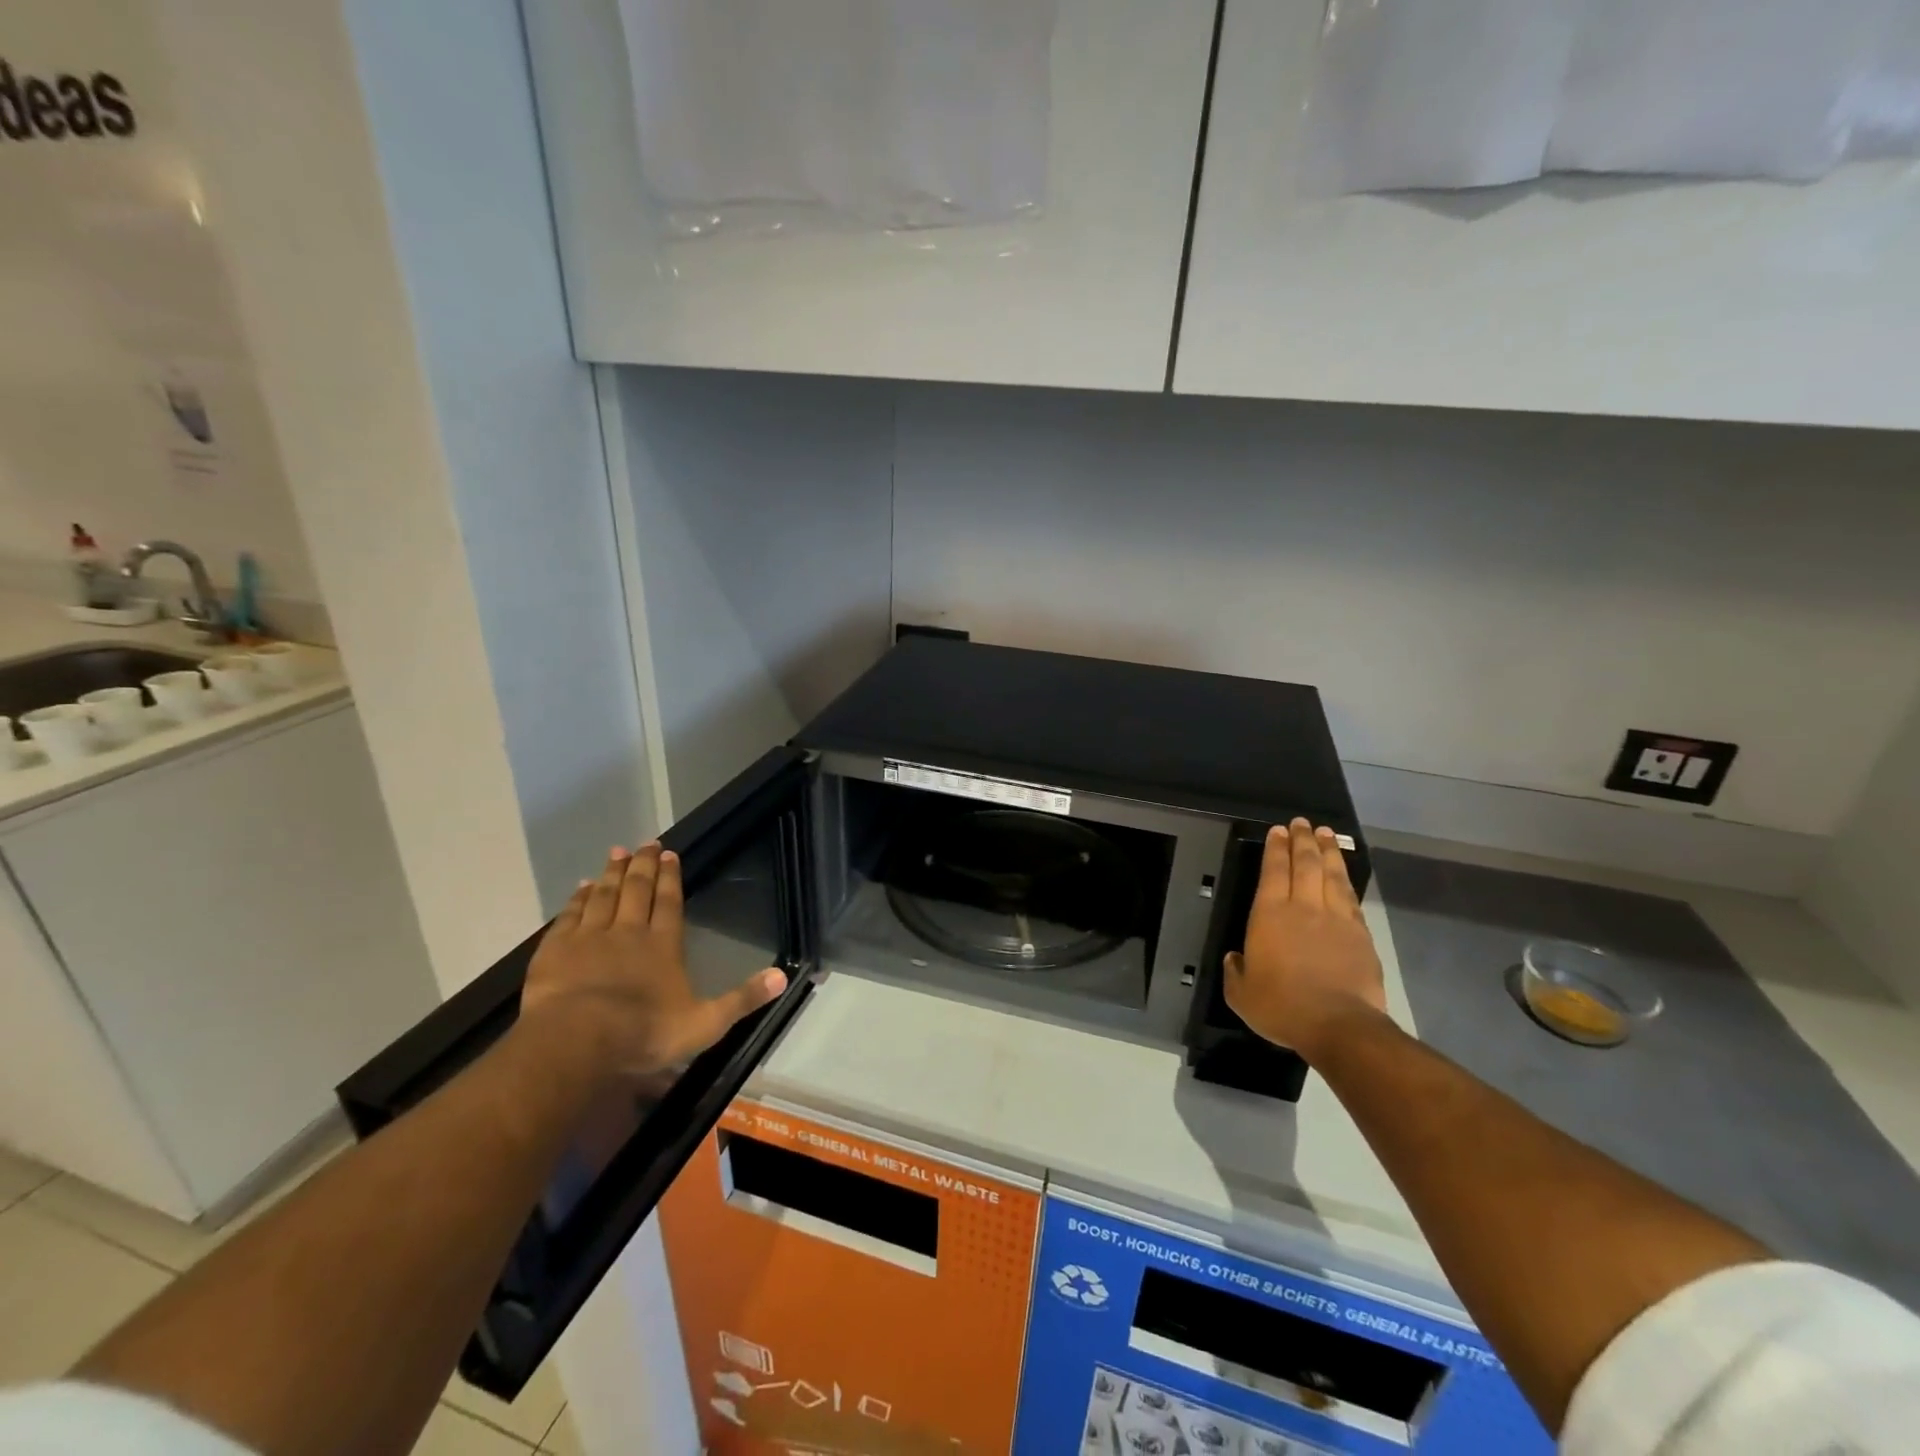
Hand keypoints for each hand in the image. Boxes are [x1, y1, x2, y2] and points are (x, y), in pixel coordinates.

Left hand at [518, 843, 787, 1081]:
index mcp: (663, 945)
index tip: (669, 854)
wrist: (577, 1042)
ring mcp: (589, 938)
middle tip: (645, 843)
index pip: (669, 902)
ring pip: (604, 896)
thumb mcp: (705, 1023)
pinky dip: (577, 898)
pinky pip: (570, 915)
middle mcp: (628, 932)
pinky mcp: (556, 950)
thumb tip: (783, 976)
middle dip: (642, 865)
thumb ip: (743, 998)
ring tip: (616, 853)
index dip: (670, 877)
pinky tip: (581, 887)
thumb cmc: (644, 1033)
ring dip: (611, 873)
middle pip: (636, 890)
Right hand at [1224, 819, 1387, 1061]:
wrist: (1340, 1025)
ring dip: (1328, 851)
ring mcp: (1336, 918)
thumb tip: (1235, 958)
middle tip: (1301, 823)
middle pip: (1304, 863)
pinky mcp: (1360, 934)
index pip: (1272, 871)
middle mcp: (1303, 907)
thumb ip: (1236, 972)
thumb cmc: (1282, 1007)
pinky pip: (1350, 898)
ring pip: (1331, 875)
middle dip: (1301, 840)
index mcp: (1269, 915)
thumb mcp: (1241, 995)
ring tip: (1325, 834)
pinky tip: (1344, 874)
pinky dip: (1346, 880)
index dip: (1275, 848)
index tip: (1277, 830)